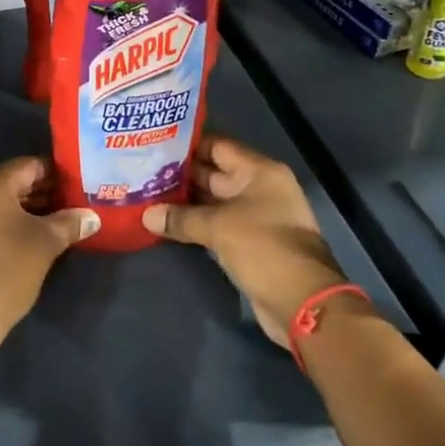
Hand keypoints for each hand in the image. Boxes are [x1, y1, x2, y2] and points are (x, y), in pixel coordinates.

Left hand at [0, 157, 98, 343]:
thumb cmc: (5, 272)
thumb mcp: (45, 244)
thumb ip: (70, 223)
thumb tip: (91, 216)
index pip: (30, 166)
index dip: (56, 176)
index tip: (77, 190)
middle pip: (10, 182)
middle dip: (40, 194)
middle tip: (68, 209)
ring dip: (20, 210)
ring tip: (49, 226)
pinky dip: (0, 223)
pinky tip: (19, 241)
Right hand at [141, 135, 360, 346]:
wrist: (301, 300)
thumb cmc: (263, 247)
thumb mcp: (217, 227)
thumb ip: (180, 218)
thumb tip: (146, 216)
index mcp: (258, 172)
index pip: (217, 146)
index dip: (187, 145)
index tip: (155, 146)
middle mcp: (259, 188)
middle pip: (213, 174)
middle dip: (180, 175)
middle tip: (143, 173)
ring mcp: (255, 216)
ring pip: (213, 202)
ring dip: (185, 202)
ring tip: (148, 196)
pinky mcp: (249, 242)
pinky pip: (217, 224)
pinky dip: (195, 224)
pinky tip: (167, 224)